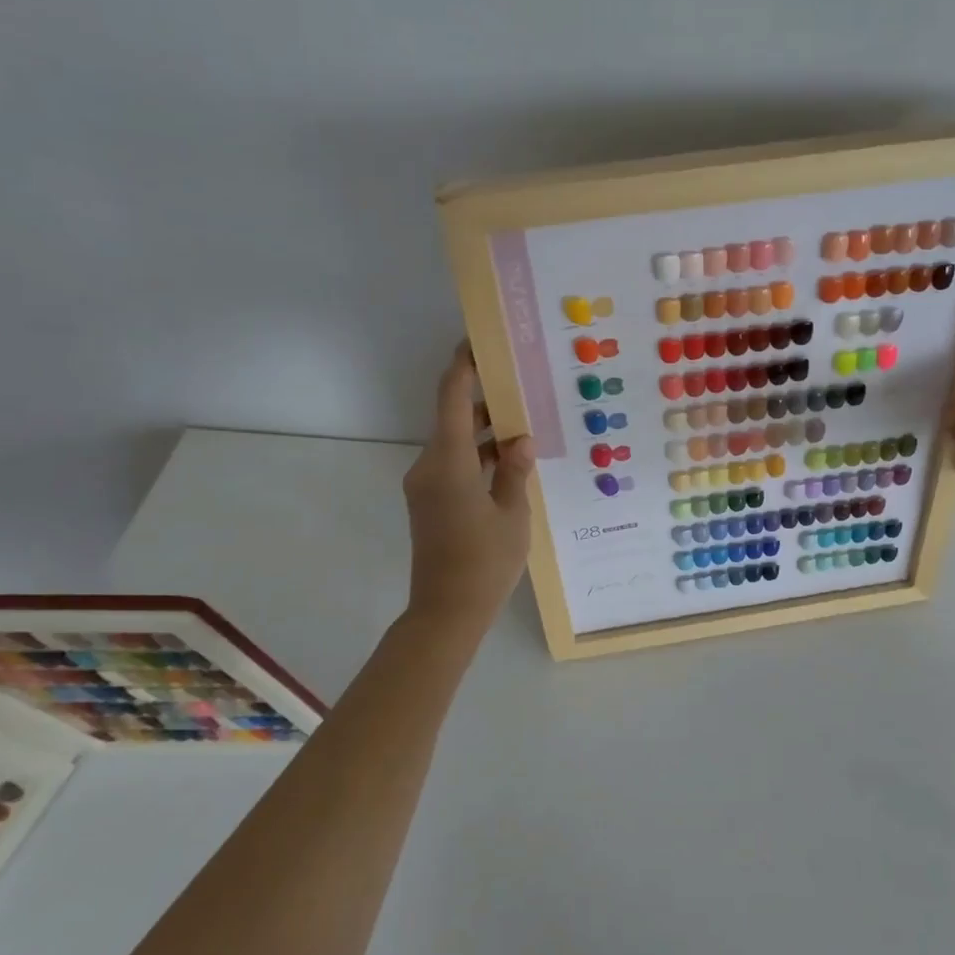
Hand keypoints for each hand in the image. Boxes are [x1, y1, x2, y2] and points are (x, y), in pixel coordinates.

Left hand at [402, 344, 536, 627]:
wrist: (446, 613)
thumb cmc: (484, 562)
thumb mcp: (513, 514)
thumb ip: (515, 470)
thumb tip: (521, 439)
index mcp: (449, 462)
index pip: (452, 398)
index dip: (463, 365)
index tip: (478, 340)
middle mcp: (430, 465)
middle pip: (454, 417)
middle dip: (486, 398)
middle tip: (522, 382)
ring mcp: (427, 485)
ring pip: (456, 442)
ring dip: (486, 431)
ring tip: (527, 422)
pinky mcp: (431, 502)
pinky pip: (455, 464)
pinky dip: (479, 455)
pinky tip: (511, 460)